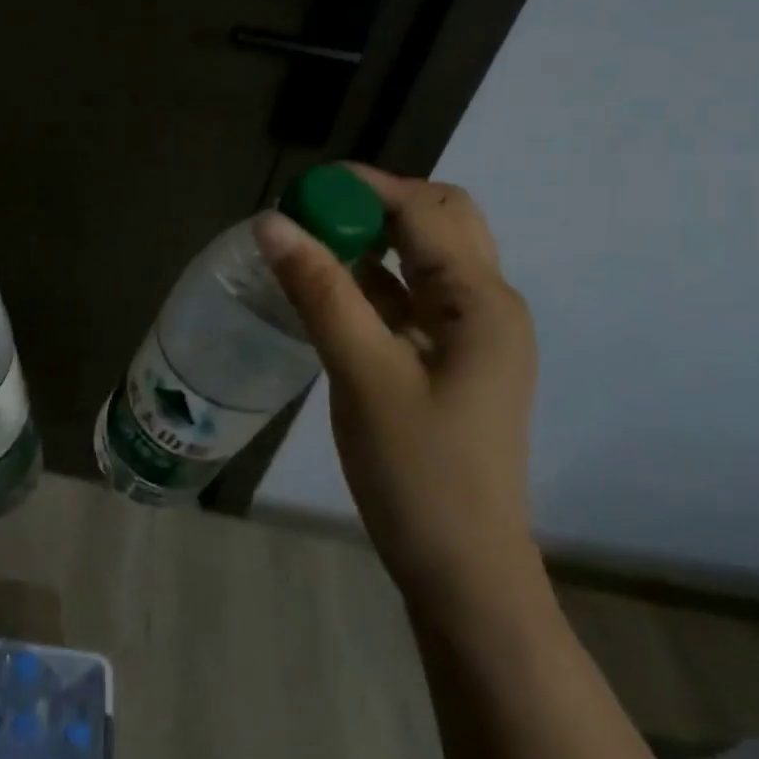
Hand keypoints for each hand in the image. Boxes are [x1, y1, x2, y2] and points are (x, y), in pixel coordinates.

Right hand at [255, 167, 539, 611]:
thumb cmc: (417, 471)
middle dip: (374, 203)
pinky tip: (328, 287)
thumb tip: (272, 221)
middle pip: (437, 219)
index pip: (421, 209)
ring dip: (372, 238)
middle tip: (311, 216)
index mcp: (482, 300)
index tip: (298, 190)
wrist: (461, 570)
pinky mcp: (449, 357)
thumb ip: (320, 290)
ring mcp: (471, 332)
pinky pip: (411, 294)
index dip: (360, 188)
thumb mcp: (362, 373)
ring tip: (311, 243)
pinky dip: (372, 277)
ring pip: (424, 255)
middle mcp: (487, 303)